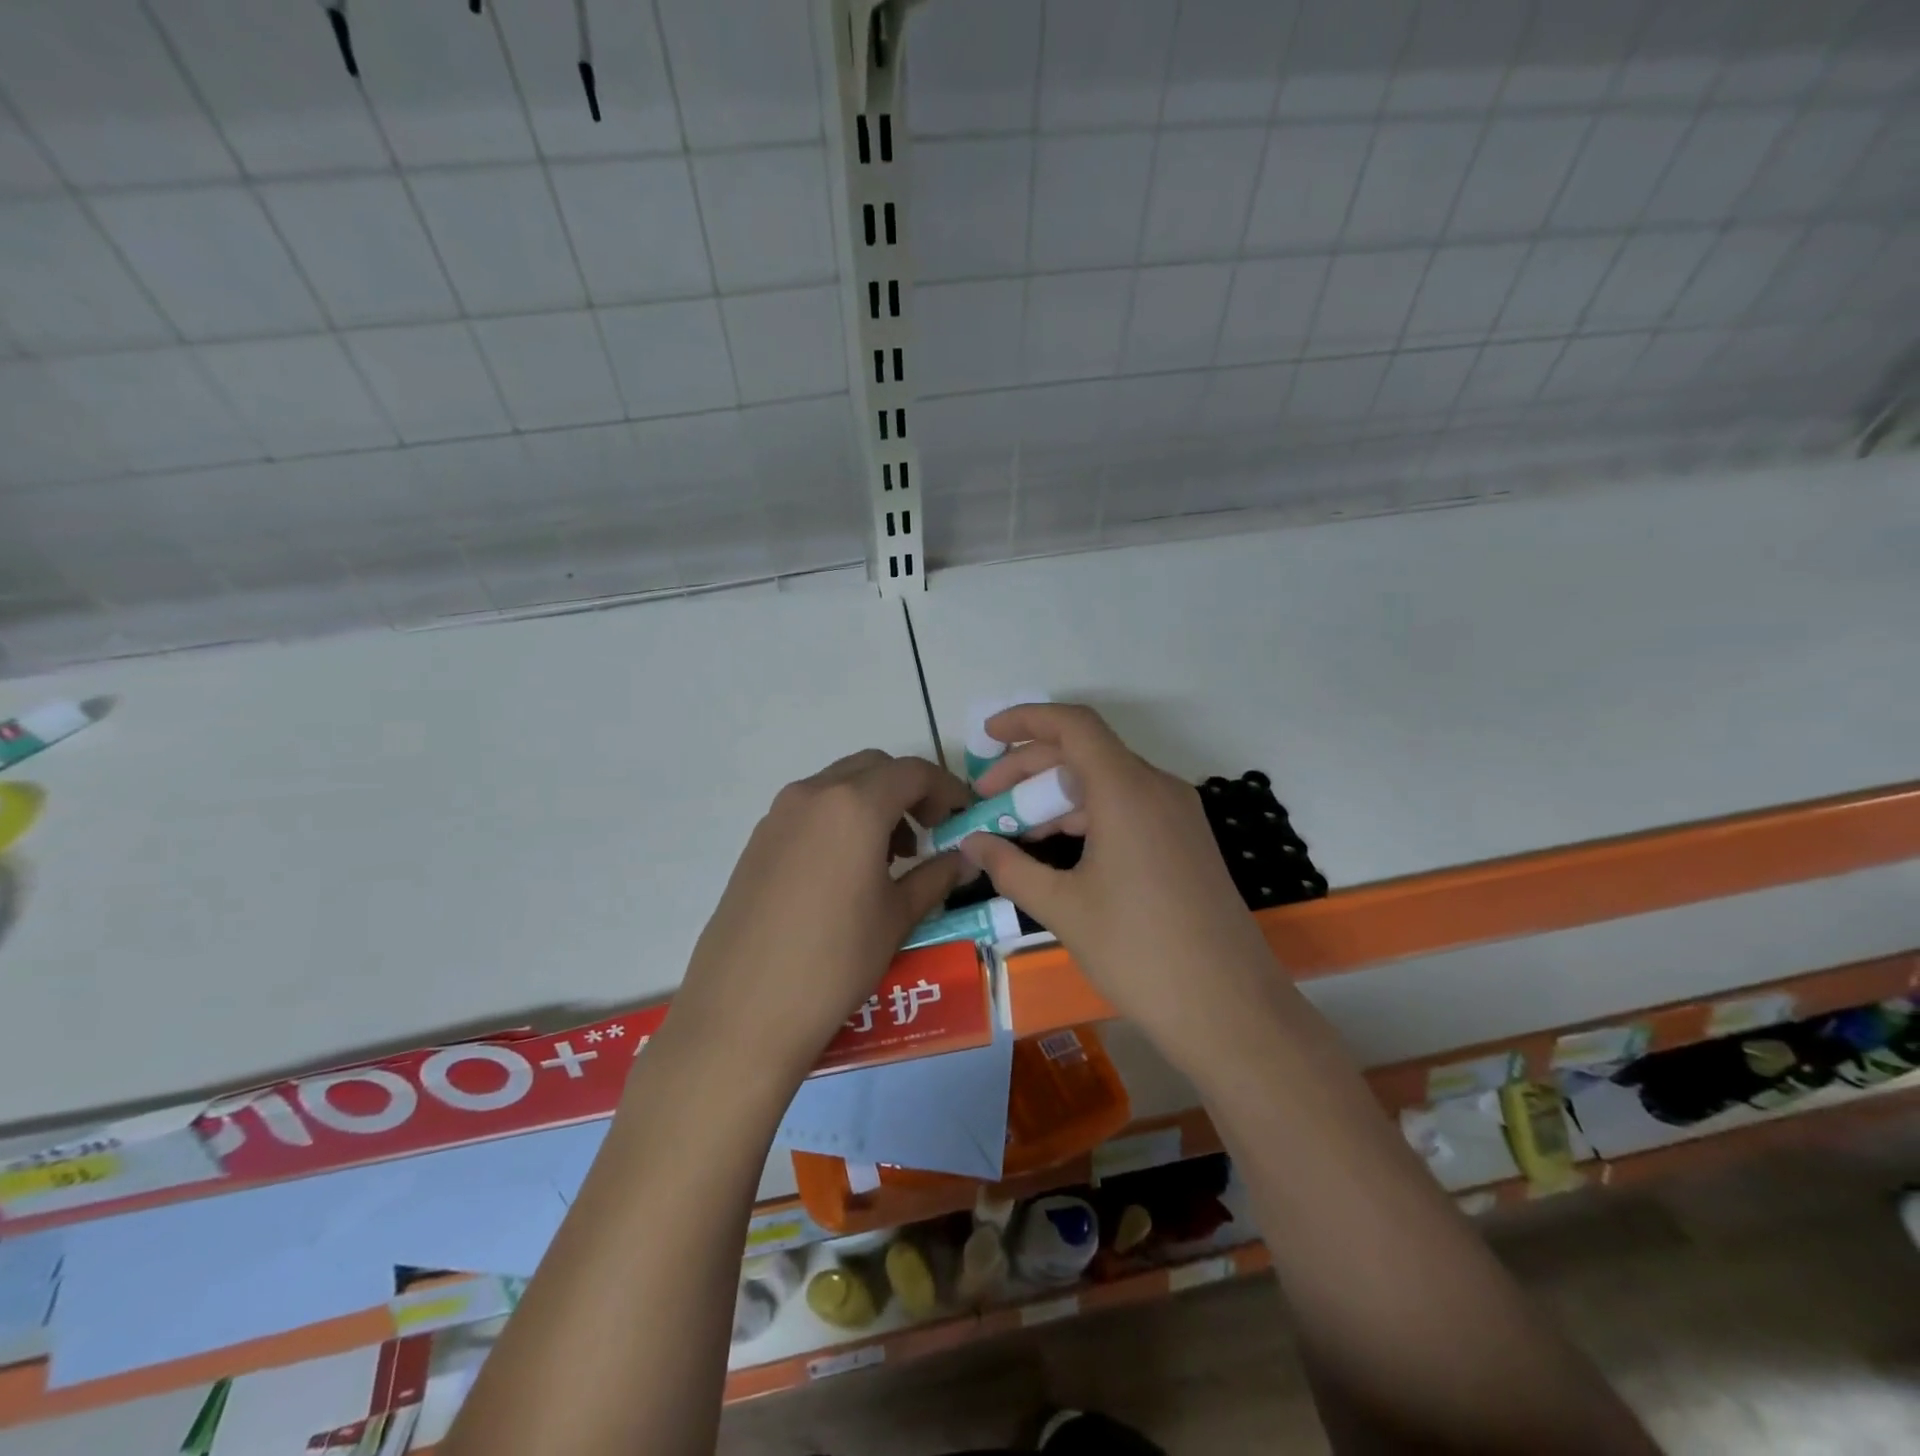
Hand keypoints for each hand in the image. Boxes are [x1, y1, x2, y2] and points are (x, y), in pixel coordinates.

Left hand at [664, 750, 971, 1083]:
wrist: (743, 1010)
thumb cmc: (835, 960)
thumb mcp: (897, 917)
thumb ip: (936, 876)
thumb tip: (966, 859)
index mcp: (855, 804)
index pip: (913, 772)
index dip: (946, 788)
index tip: (963, 816)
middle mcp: (814, 794)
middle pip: (873, 767)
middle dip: (908, 789)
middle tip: (928, 832)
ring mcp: (779, 815)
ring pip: (838, 785)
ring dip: (873, 802)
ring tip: (891, 857)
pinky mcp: (758, 840)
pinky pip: (811, 809)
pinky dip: (840, 818)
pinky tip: (847, 870)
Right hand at [964, 704, 1275, 1067]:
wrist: (1229, 1009)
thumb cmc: (1139, 952)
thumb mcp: (1064, 908)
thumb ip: (1011, 868)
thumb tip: (972, 845)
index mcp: (1127, 790)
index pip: (1073, 725)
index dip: (1025, 720)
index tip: (987, 735)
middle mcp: (1157, 788)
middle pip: (1085, 752)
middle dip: (1029, 768)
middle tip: (987, 800)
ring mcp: (1178, 815)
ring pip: (1106, 783)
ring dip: (1057, 797)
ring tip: (1014, 832)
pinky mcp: (1186, 841)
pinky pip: (1128, 808)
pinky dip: (1088, 817)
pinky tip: (1059, 851)